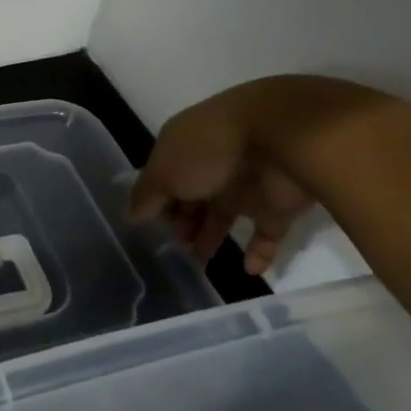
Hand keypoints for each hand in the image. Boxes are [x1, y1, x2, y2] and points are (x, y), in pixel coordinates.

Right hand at [128, 82, 317, 277]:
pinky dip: (258, 253)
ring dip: (211, 238)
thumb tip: (130, 216)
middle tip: (175, 248)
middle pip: (191, 198)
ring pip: (223, 216)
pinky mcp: (276, 206)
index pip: (163, 179)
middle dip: (181, 222)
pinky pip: (265, 234)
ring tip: (200, 263)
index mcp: (182, 150)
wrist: (280, 139)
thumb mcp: (164, 171)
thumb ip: (146, 196)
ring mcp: (244, 185)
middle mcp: (210, 166)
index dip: (156, 203)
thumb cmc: (208, 151)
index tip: (151, 228)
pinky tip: (248, 271)